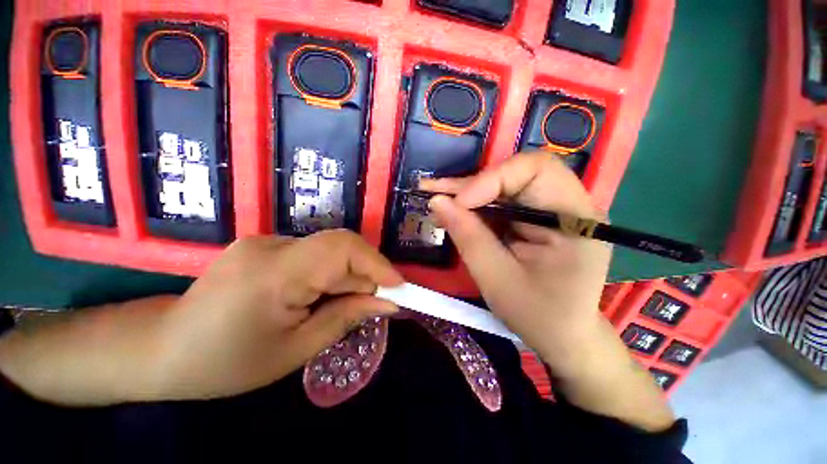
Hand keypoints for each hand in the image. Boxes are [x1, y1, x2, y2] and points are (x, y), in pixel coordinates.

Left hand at [0, 230, 402, 404]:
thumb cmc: (226, 364)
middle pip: (339, 246)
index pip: (341, 248)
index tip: (399, 286)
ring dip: (348, 275)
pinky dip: (331, 272)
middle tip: (379, 300)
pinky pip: (314, 253)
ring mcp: (266, 241)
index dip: (377, 263)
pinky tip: (322, 295)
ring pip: (329, 250)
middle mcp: (271, 245)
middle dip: (366, 273)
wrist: (162, 349)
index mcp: (274, 272)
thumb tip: (387, 302)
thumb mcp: (295, 350)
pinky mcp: (265, 245)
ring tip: (348, 303)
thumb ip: (346, 317)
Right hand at [421, 153, 610, 368]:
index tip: (459, 203)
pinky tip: (452, 210)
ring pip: (505, 185)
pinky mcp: (535, 218)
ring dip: (468, 193)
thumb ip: (469, 237)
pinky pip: (502, 201)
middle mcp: (569, 204)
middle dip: (472, 185)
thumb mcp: (498, 279)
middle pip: (517, 174)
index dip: (492, 179)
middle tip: (435, 193)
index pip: (536, 170)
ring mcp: (551, 209)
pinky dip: (475, 205)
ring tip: (437, 199)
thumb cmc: (538, 316)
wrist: (563, 335)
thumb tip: (438, 202)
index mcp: (576, 219)